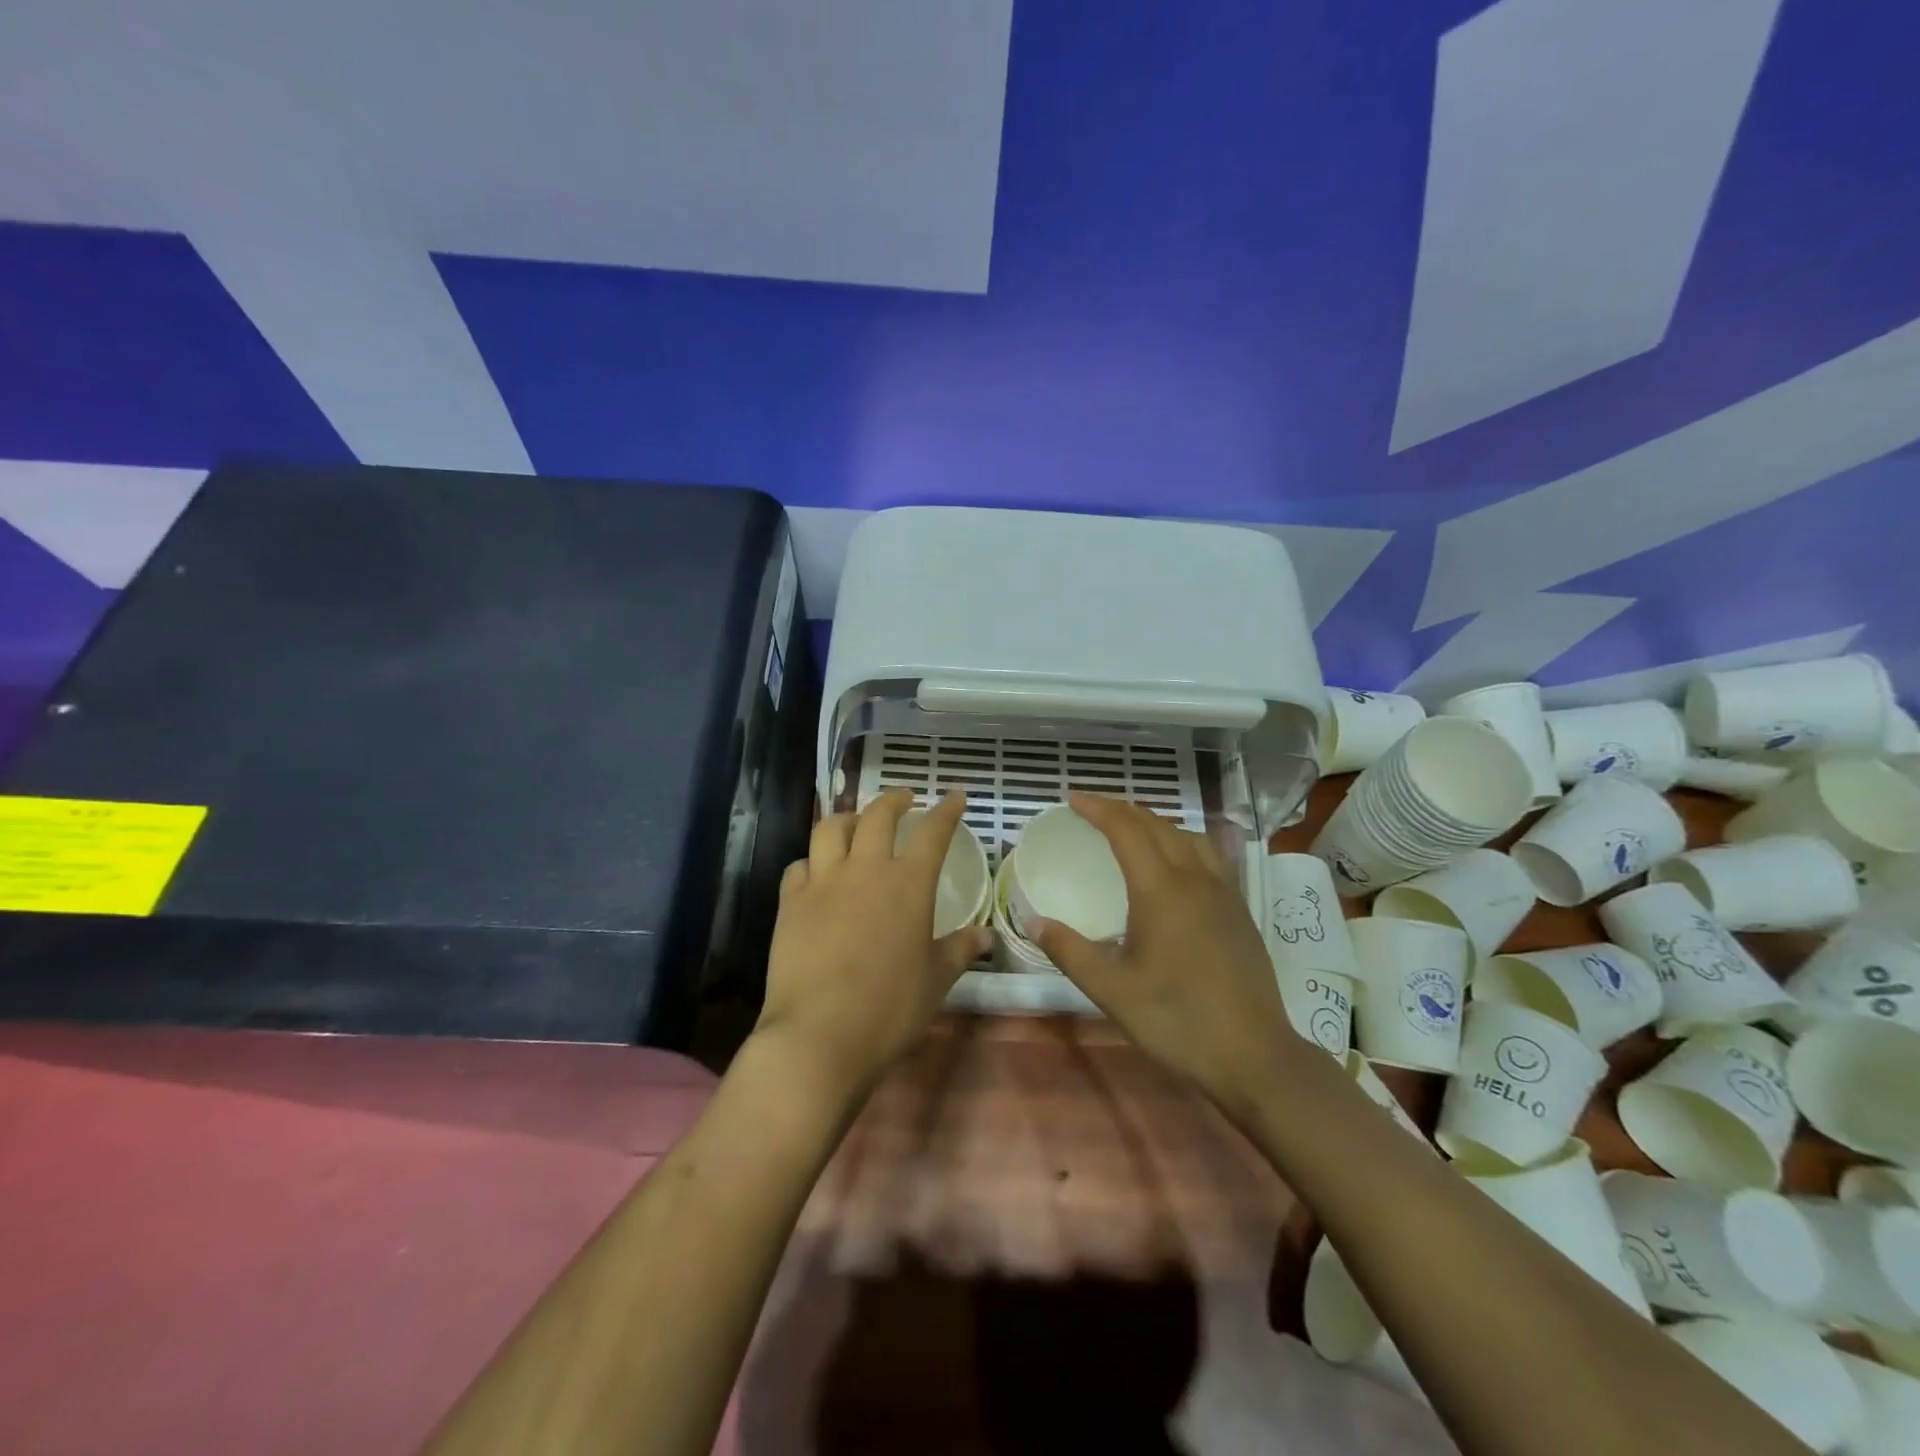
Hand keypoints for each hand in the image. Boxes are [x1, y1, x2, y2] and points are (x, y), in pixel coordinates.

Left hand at [754, 789, 991, 1095]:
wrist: (818, 1034)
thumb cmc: (889, 1009)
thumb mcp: (935, 981)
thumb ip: (960, 950)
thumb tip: (988, 935)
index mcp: (908, 885)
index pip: (933, 833)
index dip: (947, 810)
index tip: (956, 795)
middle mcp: (866, 870)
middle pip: (878, 815)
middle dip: (894, 800)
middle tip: (905, 799)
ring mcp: (823, 882)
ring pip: (831, 828)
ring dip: (848, 818)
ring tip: (857, 823)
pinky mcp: (790, 902)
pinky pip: (799, 865)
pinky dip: (812, 861)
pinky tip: (817, 872)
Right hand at [1030, 794, 1298, 1118]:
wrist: (1254, 1055)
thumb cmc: (1177, 1020)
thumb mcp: (1112, 991)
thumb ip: (1070, 951)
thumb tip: (1034, 921)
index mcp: (1161, 890)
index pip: (1127, 829)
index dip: (1098, 808)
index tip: (1072, 799)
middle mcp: (1195, 879)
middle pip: (1158, 825)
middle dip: (1122, 809)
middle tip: (1093, 810)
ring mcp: (1224, 892)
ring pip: (1188, 836)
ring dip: (1155, 822)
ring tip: (1132, 829)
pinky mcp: (1240, 910)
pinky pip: (1208, 855)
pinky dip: (1181, 841)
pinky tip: (1175, 864)